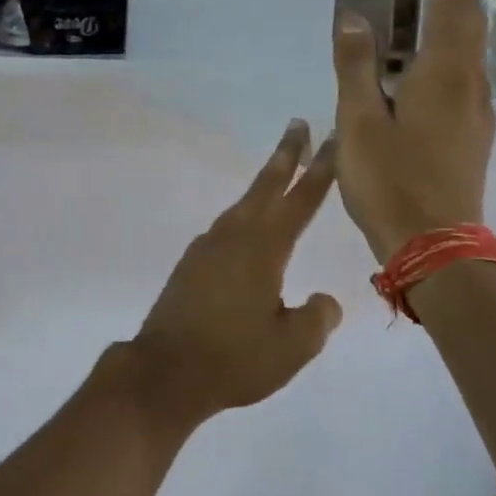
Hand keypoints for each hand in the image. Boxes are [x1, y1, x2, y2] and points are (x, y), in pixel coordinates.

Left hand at [127, 121, 342, 424]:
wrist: (165, 371)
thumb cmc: (233, 359)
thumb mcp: (292, 347)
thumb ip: (317, 318)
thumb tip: (326, 301)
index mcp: (263, 249)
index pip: (300, 200)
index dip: (319, 170)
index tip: (330, 138)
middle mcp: (234, 237)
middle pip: (265, 186)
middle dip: (286, 154)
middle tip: (298, 124)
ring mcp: (208, 247)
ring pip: (243, 205)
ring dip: (264, 185)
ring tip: (279, 173)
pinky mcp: (191, 264)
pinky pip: (226, 228)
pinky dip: (245, 216)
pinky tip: (249, 231)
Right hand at [332, 0, 495, 261]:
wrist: (435, 246)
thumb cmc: (391, 179)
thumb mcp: (359, 120)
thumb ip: (356, 66)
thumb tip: (353, 17)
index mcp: (443, 74)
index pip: (456, 10)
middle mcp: (469, 87)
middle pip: (469, 31)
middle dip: (455, 1)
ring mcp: (476, 115)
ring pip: (467, 60)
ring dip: (451, 34)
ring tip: (420, 24)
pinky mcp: (472, 138)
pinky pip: (462, 84)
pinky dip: (446, 65)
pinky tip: (420, 78)